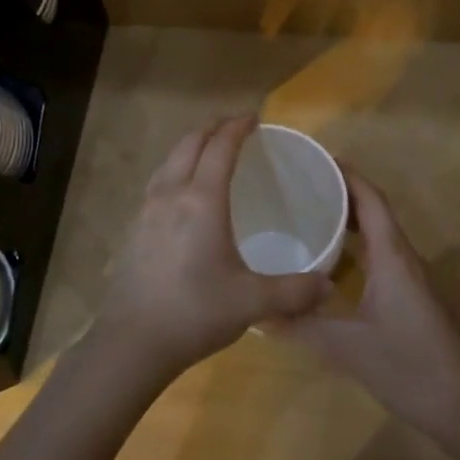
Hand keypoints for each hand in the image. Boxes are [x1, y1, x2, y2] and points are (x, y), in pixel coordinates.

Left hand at [94, 115, 334, 384]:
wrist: (131, 341)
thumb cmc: (195, 312)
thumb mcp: (252, 303)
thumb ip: (294, 291)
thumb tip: (328, 287)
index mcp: (202, 200)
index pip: (220, 147)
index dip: (237, 127)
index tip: (254, 118)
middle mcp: (171, 194)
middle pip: (190, 144)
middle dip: (213, 128)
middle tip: (235, 128)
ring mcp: (147, 210)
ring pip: (169, 160)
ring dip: (190, 146)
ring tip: (208, 151)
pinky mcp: (134, 228)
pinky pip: (157, 181)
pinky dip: (175, 169)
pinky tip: (182, 192)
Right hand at [280, 170, 459, 438]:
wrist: (459, 405)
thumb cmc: (406, 364)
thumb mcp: (345, 346)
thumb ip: (301, 326)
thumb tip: (256, 313)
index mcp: (391, 256)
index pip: (371, 200)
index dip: (347, 175)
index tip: (317, 160)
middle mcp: (403, 257)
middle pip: (375, 210)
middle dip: (344, 192)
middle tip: (304, 184)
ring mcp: (409, 277)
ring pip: (379, 233)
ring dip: (352, 217)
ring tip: (313, 212)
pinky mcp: (409, 295)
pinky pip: (380, 253)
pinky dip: (357, 244)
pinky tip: (332, 261)